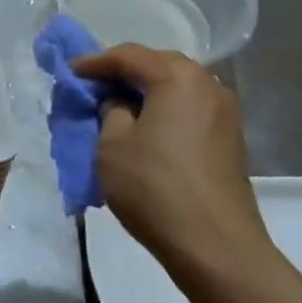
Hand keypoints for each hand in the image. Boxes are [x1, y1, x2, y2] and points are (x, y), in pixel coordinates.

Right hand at [74, 46, 271, 282]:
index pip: (129, 56)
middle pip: (159, 65)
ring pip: (177, 87)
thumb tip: (121, 104)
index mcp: (177, 77)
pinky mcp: (231, 139)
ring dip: (147, 91)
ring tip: (119, 106)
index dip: (95, 62)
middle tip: (95, 85)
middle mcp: (207, 84)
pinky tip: (148, 127)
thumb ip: (110, 111)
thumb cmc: (155, 188)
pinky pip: (191, 109)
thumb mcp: (112, 146)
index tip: (70, 72)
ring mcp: (225, 112)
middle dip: (125, 72)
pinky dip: (166, 109)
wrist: (216, 246)